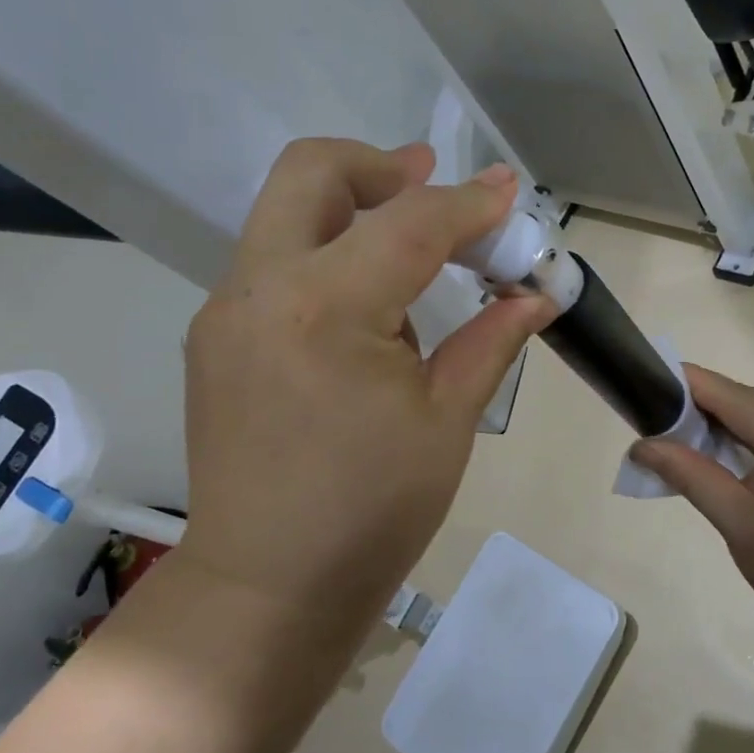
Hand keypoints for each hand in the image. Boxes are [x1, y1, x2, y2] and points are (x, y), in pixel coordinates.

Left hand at [176, 139, 555, 658]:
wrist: (268, 587)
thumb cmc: (371, 512)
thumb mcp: (447, 422)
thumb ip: (490, 340)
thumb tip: (536, 294)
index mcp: (325, 309)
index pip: (409, 224)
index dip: (469, 205)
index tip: (509, 193)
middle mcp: (260, 287)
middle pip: (313, 171)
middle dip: (382, 166)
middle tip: (432, 183)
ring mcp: (227, 310)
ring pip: (286, 212)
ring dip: (353, 208)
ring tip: (413, 253)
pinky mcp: (217, 336)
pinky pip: (274, 262)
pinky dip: (326, 254)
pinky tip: (367, 308)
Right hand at [629, 366, 753, 637]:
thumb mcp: (734, 517)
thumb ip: (687, 471)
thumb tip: (640, 445)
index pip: (727, 393)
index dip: (683, 387)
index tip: (645, 390)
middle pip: (747, 399)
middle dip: (703, 410)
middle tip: (660, 430)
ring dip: (728, 424)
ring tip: (686, 445)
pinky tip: (729, 457)